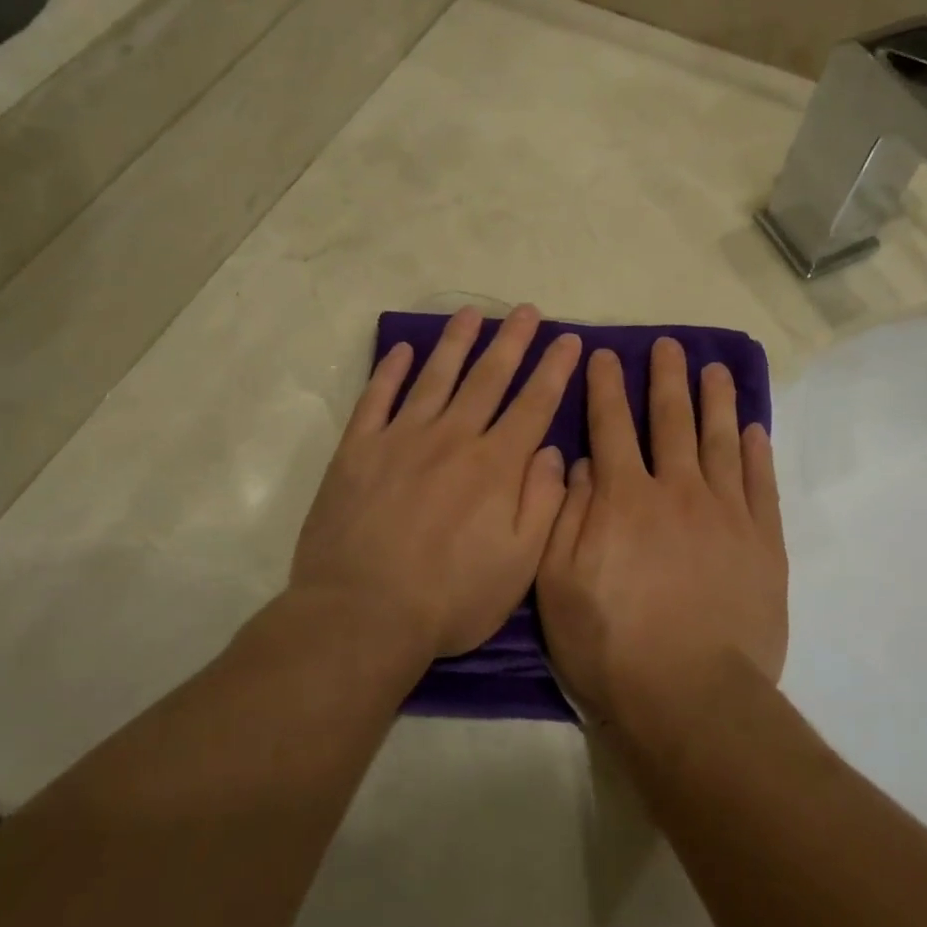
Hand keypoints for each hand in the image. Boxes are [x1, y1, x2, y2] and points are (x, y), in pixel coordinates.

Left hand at [291, 305, 581, 659]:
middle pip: (488, 378)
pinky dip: (388, 371)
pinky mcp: (357, 451)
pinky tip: (401, 349)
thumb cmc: (449, 599)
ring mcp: (401, 439)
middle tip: (527, 311)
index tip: (569, 339)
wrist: (361, 616)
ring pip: (435, 376)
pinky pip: (376, 399)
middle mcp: (452, 438)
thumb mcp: (519, 566)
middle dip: (512, 341)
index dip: (555, 369)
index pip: (534, 404)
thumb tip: (554, 453)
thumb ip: (543, 504)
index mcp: (495, 466)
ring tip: (472, 313)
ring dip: (456, 342)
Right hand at [537, 338, 786, 725]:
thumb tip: (579, 462)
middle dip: (667, 378)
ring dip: (716, 400)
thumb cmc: (611, 645)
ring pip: (720, 441)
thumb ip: (566, 515)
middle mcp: (677, 490)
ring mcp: (726, 513)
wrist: (692, 697)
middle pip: (671, 420)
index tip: (604, 355)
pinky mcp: (762, 542)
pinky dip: (756, 453)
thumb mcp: (558, 584)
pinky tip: (753, 430)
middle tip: (669, 345)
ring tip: (716, 369)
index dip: (606, 387)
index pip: (610, 426)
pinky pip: (760, 484)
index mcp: (624, 498)